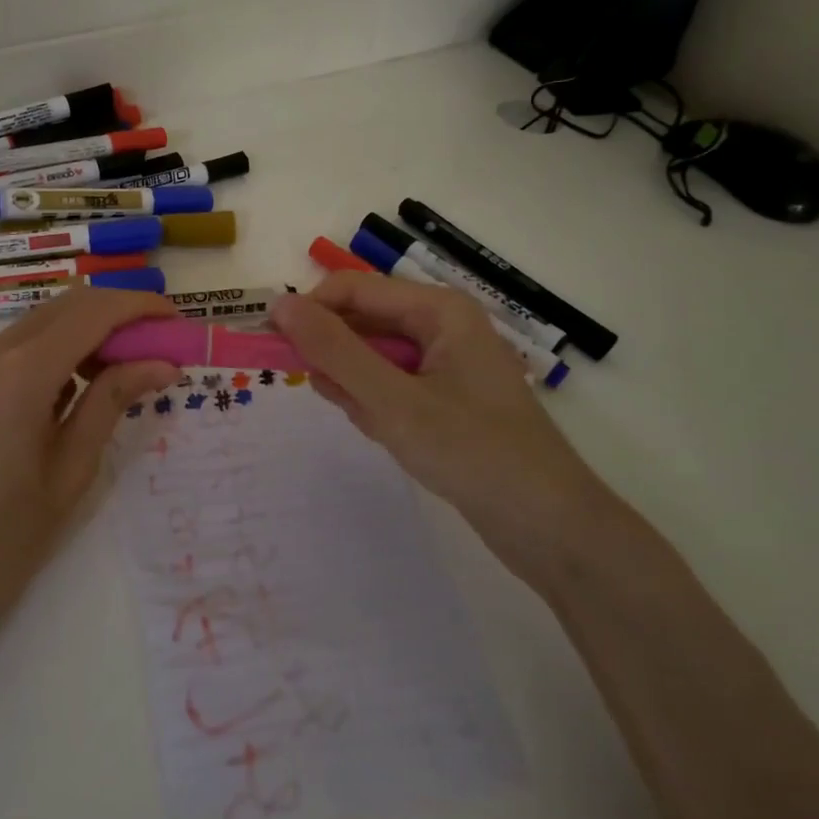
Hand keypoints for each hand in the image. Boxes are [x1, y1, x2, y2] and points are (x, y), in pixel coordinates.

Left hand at [0, 287, 178, 639]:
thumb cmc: (3, 539)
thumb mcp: (71, 469)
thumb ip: (113, 402)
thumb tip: (163, 363)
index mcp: (21, 371)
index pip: (93, 311)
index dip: (141, 307)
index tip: (179, 323)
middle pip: (68, 305)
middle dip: (120, 313)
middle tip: (162, 344)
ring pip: (44, 321)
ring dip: (91, 329)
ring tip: (131, 366)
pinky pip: (21, 347)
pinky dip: (61, 349)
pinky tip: (84, 384)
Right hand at [270, 274, 605, 589]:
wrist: (550, 529)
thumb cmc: (473, 452)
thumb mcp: (393, 400)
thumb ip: (334, 349)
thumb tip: (279, 303)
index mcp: (438, 309)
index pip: (353, 289)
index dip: (308, 310)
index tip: (268, 344)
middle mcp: (442, 326)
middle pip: (363, 322)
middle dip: (337, 356)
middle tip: (326, 393)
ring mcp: (444, 364)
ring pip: (373, 359)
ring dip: (358, 388)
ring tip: (377, 424)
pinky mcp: (444, 399)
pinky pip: (390, 387)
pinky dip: (377, 407)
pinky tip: (391, 436)